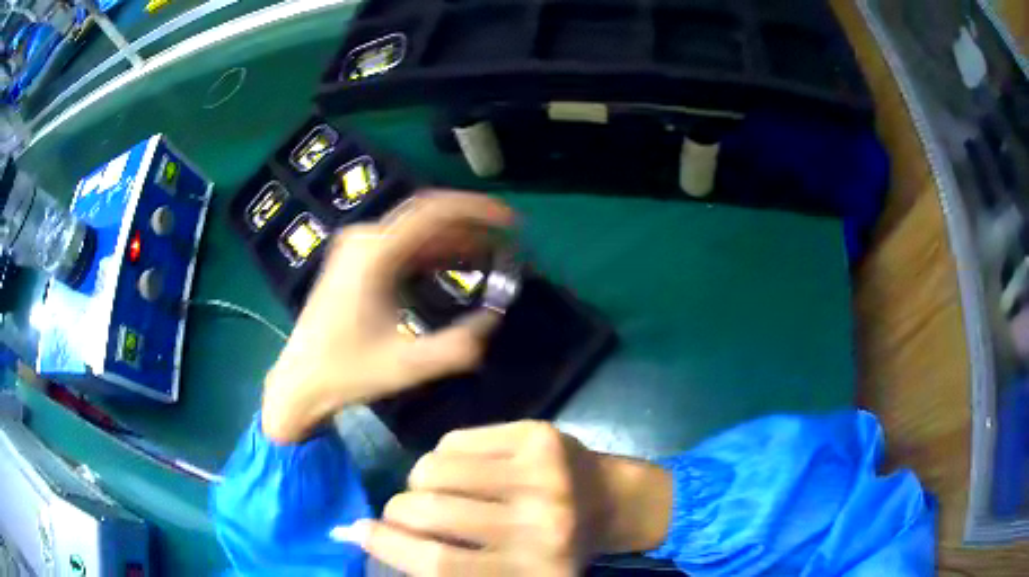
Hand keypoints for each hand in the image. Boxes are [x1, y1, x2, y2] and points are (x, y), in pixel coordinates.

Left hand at [261, 191, 514, 443]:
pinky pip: (402, 244)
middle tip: (505, 240)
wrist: (301, 381)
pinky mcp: (355, 261)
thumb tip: (494, 320)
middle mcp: (364, 239)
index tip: (510, 221)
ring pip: (416, 229)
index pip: (433, 212)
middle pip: (427, 215)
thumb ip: (457, 347)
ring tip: (489, 254)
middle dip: (470, 224)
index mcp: (374, 254)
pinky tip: (454, 266)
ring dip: (453, 239)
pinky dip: (432, 251)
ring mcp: (357, 248)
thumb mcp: (408, 366)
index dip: (476, 210)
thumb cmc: (348, 373)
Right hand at [357, 421, 672, 575]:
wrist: (619, 503)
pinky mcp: (539, 438)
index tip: (358, 532)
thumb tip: (371, 538)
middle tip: (400, 512)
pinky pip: (456, 441)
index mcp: (531, 572)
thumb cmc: (558, 550)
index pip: (439, 564)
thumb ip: (451, 566)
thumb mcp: (510, 575)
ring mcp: (541, 475)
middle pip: (430, 512)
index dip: (388, 547)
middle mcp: (539, 526)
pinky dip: (443, 456)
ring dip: (417, 480)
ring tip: (432, 489)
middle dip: (397, 510)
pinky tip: (461, 469)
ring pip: (434, 468)